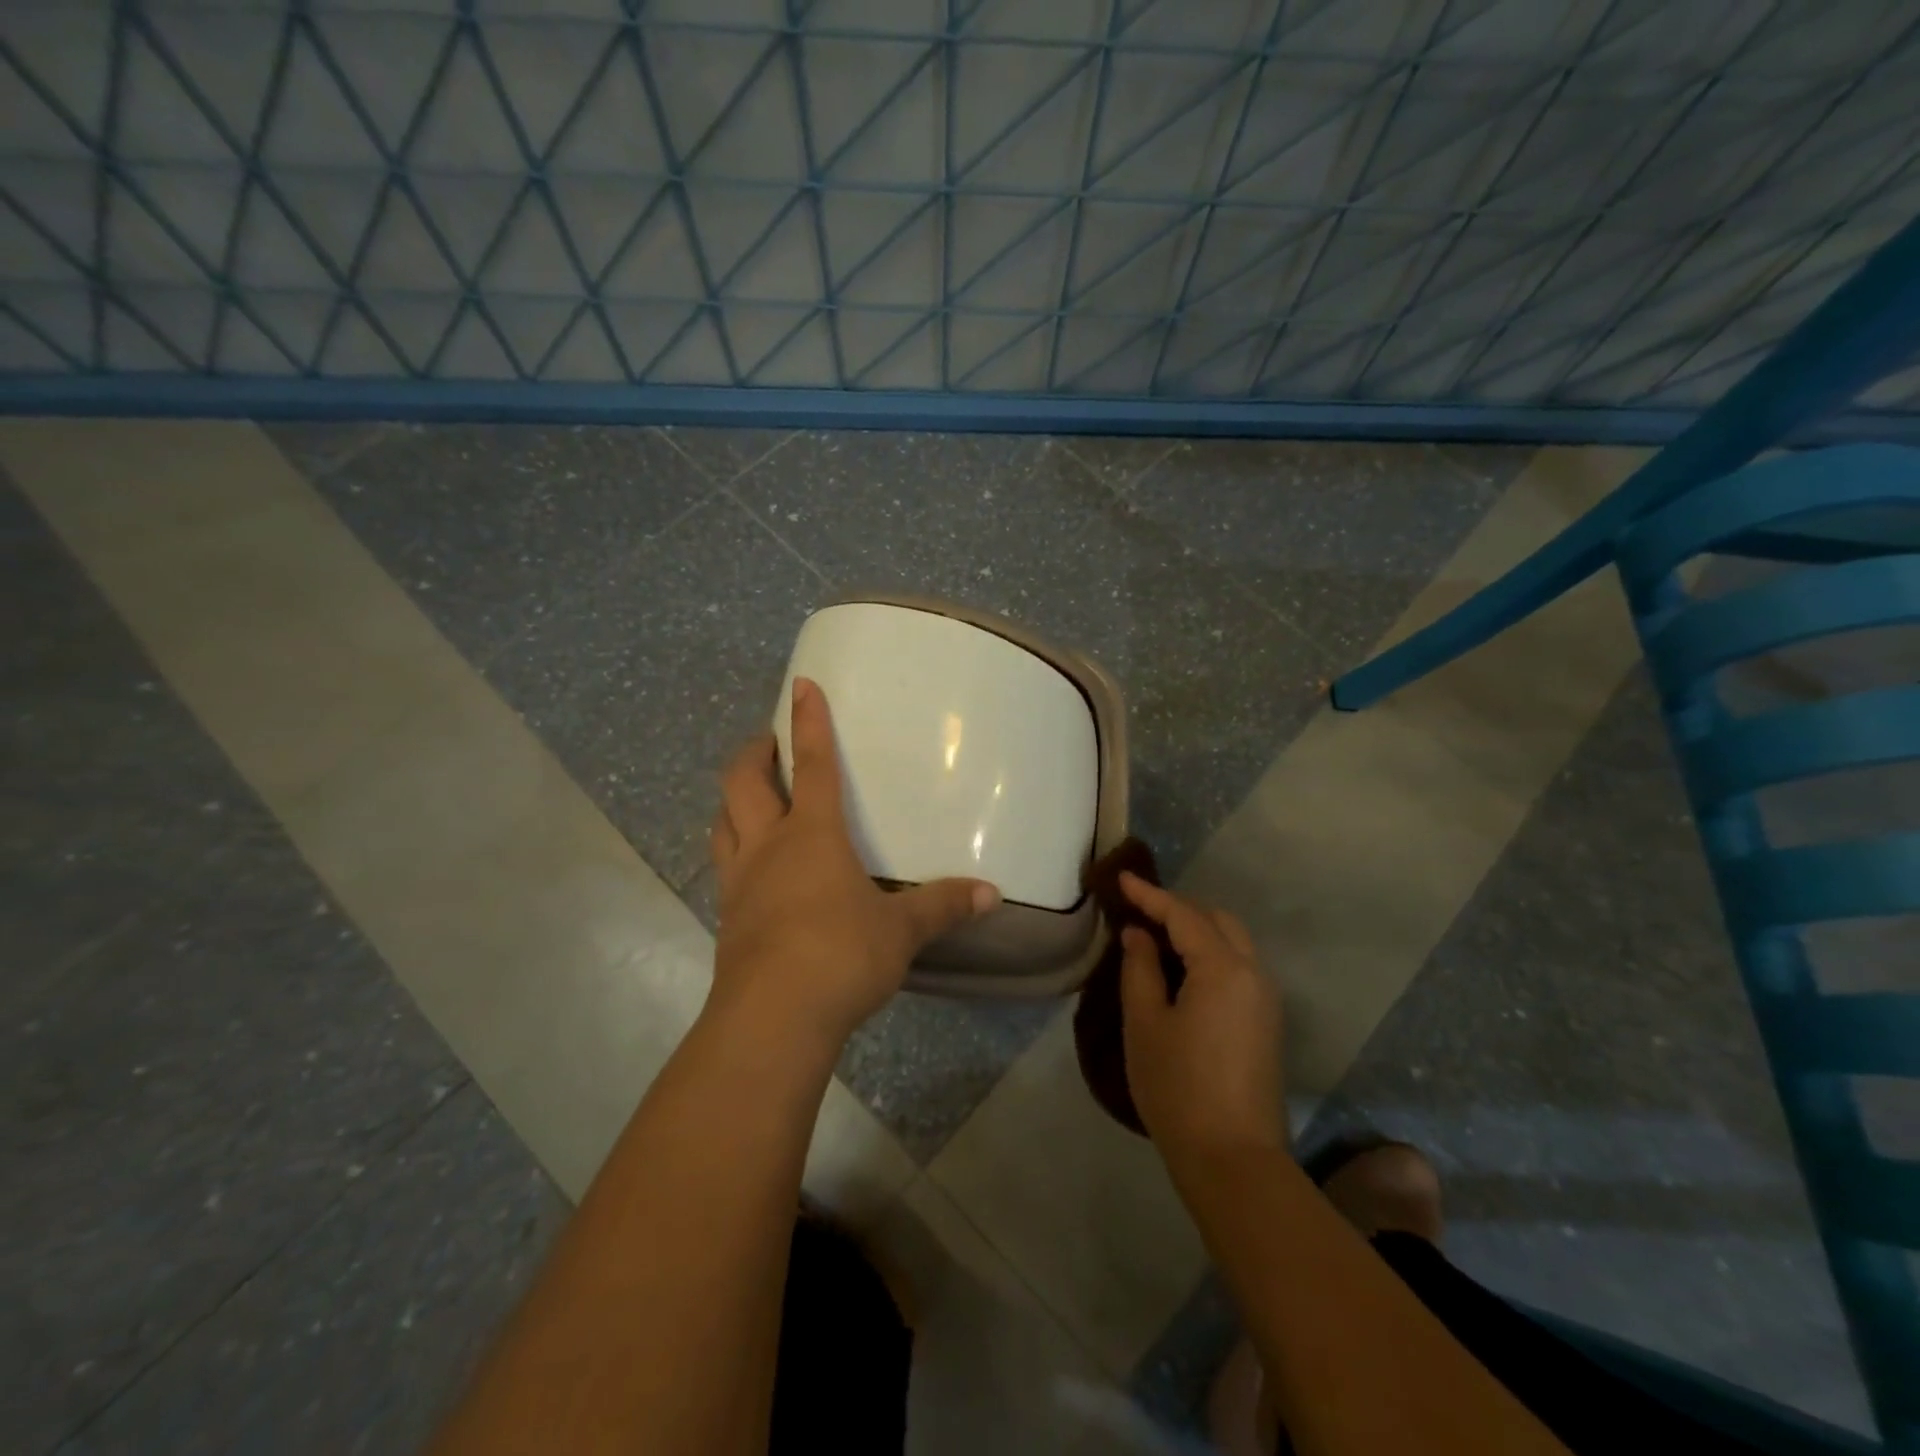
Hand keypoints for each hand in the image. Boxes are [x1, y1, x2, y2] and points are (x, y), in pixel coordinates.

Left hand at [707, 677, 1000, 1050]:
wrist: (773, 1018)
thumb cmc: (841, 954)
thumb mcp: (901, 930)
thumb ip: (943, 906)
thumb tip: (992, 894)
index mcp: (812, 834)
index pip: (810, 764)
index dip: (807, 722)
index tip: (801, 686)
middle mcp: (768, 846)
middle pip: (743, 783)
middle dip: (753, 753)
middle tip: (766, 742)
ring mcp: (740, 882)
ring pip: (722, 822)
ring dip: (733, 799)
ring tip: (750, 795)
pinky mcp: (727, 918)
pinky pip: (724, 866)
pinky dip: (733, 848)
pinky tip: (753, 866)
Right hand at [1118, 873, 1286, 1162]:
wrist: (1234, 1160)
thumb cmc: (1178, 1087)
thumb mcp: (1145, 1023)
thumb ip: (1140, 968)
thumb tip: (1139, 935)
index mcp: (1223, 968)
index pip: (1183, 915)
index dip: (1150, 895)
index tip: (1121, 879)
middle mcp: (1254, 973)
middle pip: (1217, 920)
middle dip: (1178, 908)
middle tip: (1139, 909)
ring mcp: (1266, 999)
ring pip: (1233, 941)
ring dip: (1197, 929)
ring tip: (1157, 934)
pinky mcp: (1267, 1022)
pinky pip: (1239, 966)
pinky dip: (1211, 952)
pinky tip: (1183, 967)